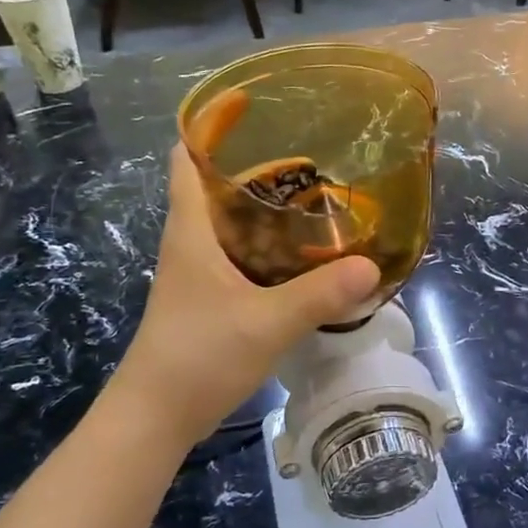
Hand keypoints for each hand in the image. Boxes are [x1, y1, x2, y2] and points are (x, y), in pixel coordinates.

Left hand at [108, 147, 378, 447]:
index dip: (210, 129)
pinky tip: (302, 256)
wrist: (155, 417)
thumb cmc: (198, 356)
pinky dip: (268, 247)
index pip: (188, 161)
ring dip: (266, 210)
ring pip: (232, 225)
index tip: (252, 110)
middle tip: (310, 158)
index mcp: (192, 231)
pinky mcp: (210, 300)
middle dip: (257, 169)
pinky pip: (241, 257)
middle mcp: (191, 243)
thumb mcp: (266, 322)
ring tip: (316, 199)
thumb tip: (371, 265)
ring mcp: (199, 274)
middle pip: (217, 188)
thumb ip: (319, 294)